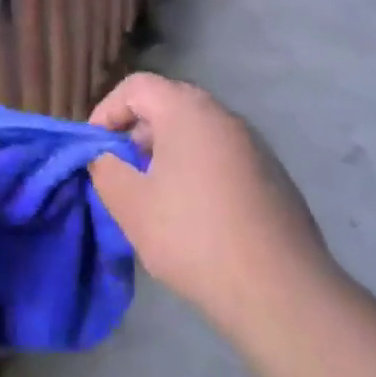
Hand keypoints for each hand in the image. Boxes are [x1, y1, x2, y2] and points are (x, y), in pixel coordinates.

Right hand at [88, 73, 337, 334]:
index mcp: (188, 111)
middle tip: (120, 170)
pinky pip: (221, 157)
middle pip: (168, 105)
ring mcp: (254, 145)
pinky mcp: (272, 176)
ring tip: (152, 196)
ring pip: (196, 133)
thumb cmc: (193, 236)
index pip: (136, 86)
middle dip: (136, 133)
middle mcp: (224, 116)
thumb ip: (105, 169)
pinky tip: (193, 216)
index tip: (95, 149)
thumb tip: (105, 156)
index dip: (107, 111)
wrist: (280, 291)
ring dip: (166, 153)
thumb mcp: (130, 204)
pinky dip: (196, 171)